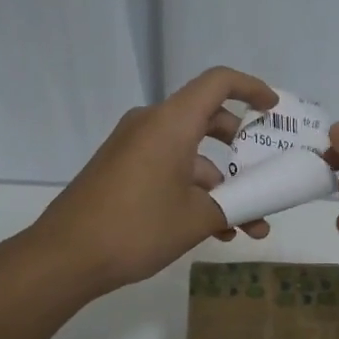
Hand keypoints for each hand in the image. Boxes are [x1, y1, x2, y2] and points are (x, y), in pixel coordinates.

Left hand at [34, 66, 278, 297]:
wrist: (65, 256)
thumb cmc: (137, 227)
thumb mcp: (195, 219)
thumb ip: (232, 207)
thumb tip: (250, 209)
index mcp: (171, 122)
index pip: (218, 83)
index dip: (251, 89)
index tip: (273, 109)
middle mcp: (150, 124)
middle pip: (205, 118)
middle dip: (240, 147)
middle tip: (262, 169)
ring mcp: (132, 147)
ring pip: (188, 153)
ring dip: (218, 184)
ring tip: (245, 226)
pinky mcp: (120, 169)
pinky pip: (166, 168)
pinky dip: (191, 190)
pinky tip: (212, 231)